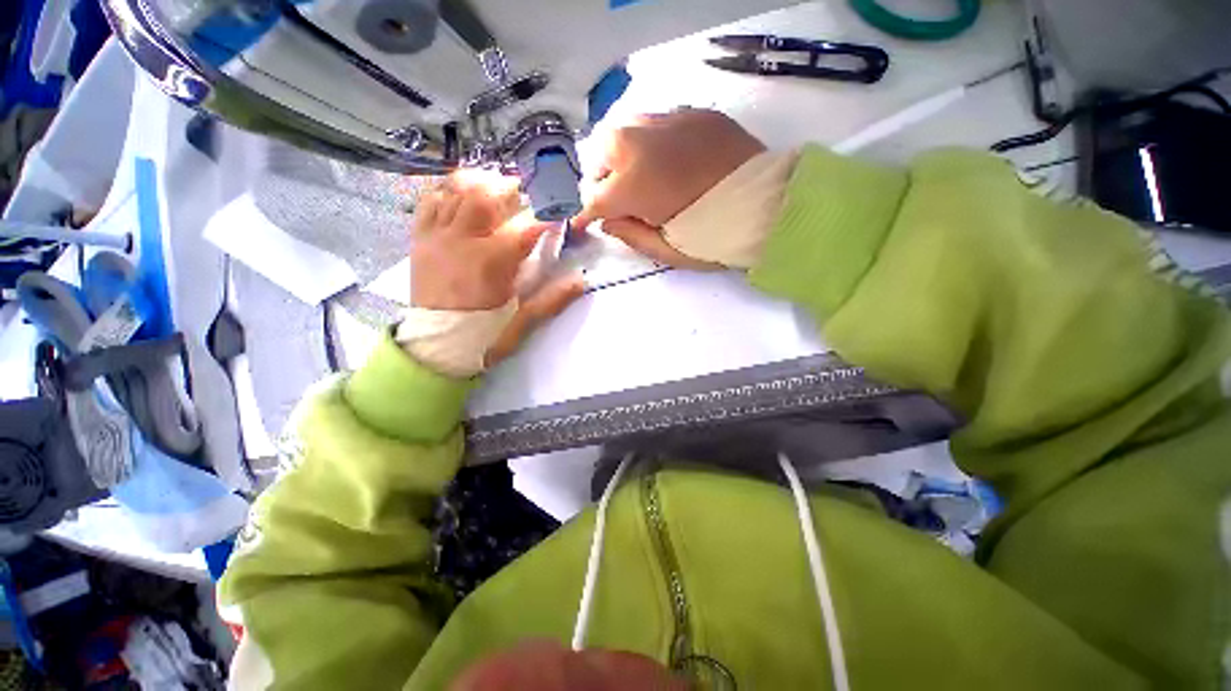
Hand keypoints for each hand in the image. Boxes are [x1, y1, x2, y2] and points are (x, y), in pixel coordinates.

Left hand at [407, 171, 582, 370]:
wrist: (436, 349)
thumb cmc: (484, 336)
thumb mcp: (524, 321)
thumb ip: (554, 298)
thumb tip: (582, 279)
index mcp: (491, 262)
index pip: (526, 227)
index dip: (547, 215)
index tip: (560, 210)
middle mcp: (462, 240)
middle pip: (486, 196)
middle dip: (510, 188)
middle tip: (525, 193)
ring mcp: (437, 237)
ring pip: (456, 192)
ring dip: (480, 184)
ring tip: (495, 189)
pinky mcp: (420, 240)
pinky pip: (429, 202)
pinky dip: (447, 192)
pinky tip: (461, 197)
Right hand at [573, 109, 764, 267]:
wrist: (771, 206)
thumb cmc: (715, 237)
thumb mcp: (667, 250)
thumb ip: (629, 235)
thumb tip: (606, 222)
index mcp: (634, 184)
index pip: (593, 198)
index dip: (584, 216)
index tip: (582, 226)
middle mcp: (643, 143)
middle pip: (601, 152)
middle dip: (601, 178)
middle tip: (616, 199)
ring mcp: (670, 121)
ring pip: (626, 129)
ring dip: (623, 155)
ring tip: (640, 177)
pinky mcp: (695, 113)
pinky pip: (657, 123)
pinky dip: (652, 143)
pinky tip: (669, 161)